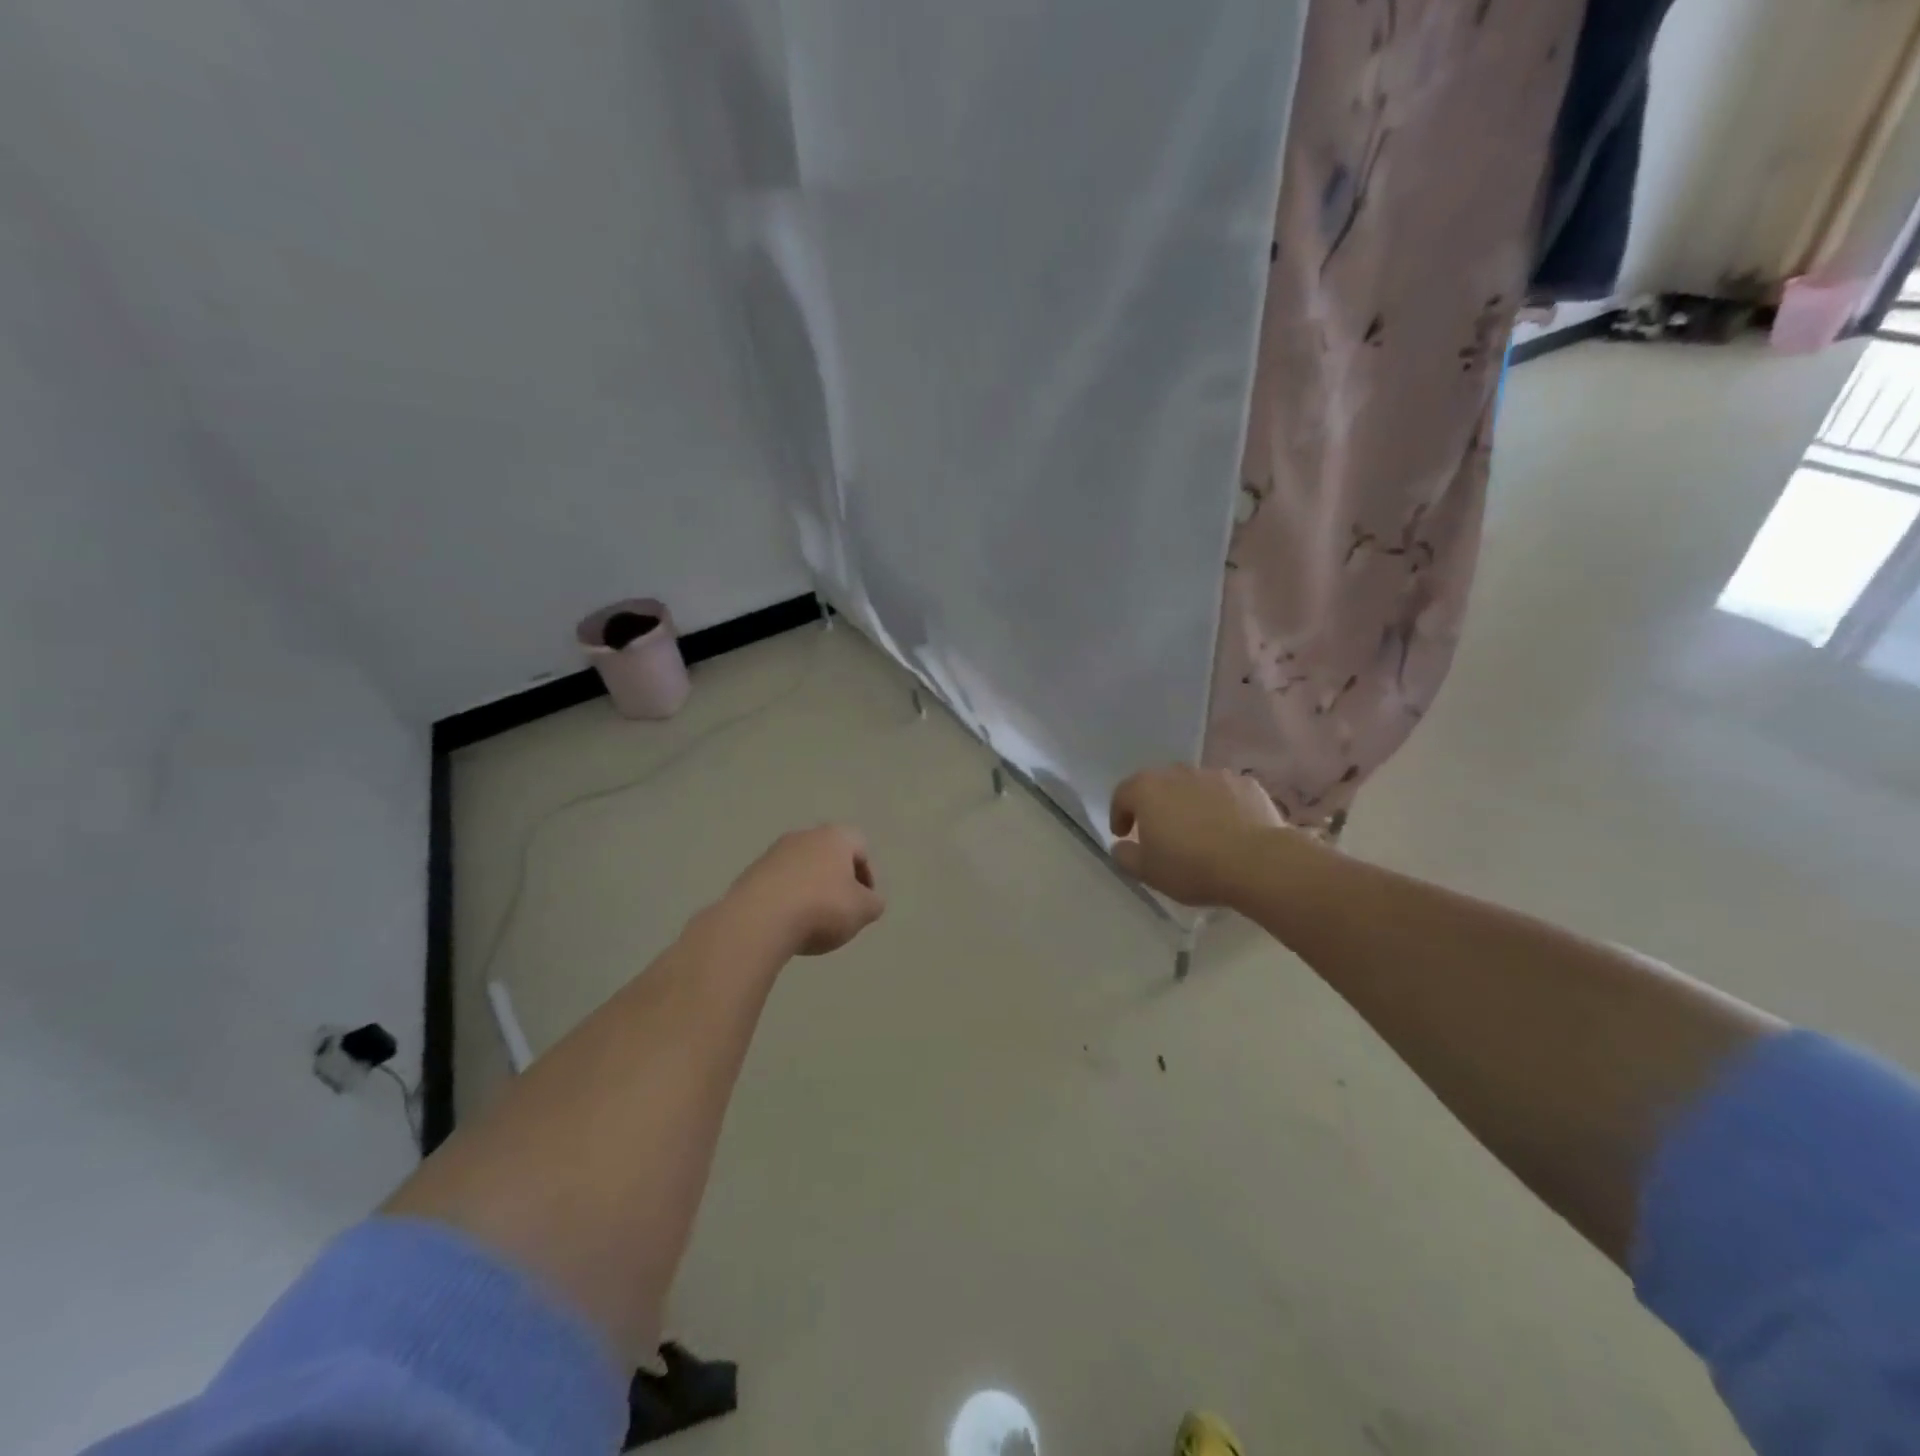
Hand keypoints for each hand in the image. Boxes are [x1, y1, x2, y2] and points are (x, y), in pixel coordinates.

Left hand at [726, 825, 885, 956]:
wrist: (758, 920)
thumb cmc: (821, 908)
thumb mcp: (863, 911)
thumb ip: (873, 903)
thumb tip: (868, 901)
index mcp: (835, 837)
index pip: (860, 846)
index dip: (867, 874)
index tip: (863, 901)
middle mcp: (804, 836)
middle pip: (829, 856)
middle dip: (837, 882)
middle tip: (840, 912)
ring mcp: (773, 854)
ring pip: (802, 870)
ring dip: (810, 891)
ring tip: (811, 923)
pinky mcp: (750, 874)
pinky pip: (778, 885)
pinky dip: (786, 901)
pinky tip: (786, 925)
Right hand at [1109, 766, 1283, 906]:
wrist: (1257, 862)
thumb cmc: (1192, 866)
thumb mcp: (1147, 872)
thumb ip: (1125, 856)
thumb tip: (1121, 846)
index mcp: (1147, 789)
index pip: (1122, 794)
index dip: (1119, 814)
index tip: (1123, 835)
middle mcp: (1178, 773)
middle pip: (1158, 786)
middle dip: (1154, 806)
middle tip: (1159, 832)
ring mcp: (1214, 775)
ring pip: (1192, 787)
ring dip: (1188, 804)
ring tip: (1197, 832)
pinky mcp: (1246, 783)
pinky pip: (1224, 793)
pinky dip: (1220, 806)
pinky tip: (1228, 829)